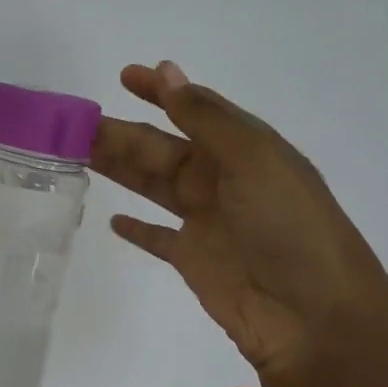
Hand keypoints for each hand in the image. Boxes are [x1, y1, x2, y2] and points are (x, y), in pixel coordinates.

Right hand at [91, 61, 387, 386]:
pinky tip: (112, 218)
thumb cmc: (289, 227)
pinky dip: (137, 228)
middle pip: (162, 148)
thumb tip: (167, 70)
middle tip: (74, 125)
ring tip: (77, 154)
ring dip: (119, 168)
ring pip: (152, 185)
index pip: (195, 110)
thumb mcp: (253, 160)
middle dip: (122, 133)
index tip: (124, 76)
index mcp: (244, 149)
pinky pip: (158, 237)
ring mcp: (207, 221)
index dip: (160, 92)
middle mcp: (223, 179)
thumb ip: (205, 118)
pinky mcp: (193, 259)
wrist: (312, 316)